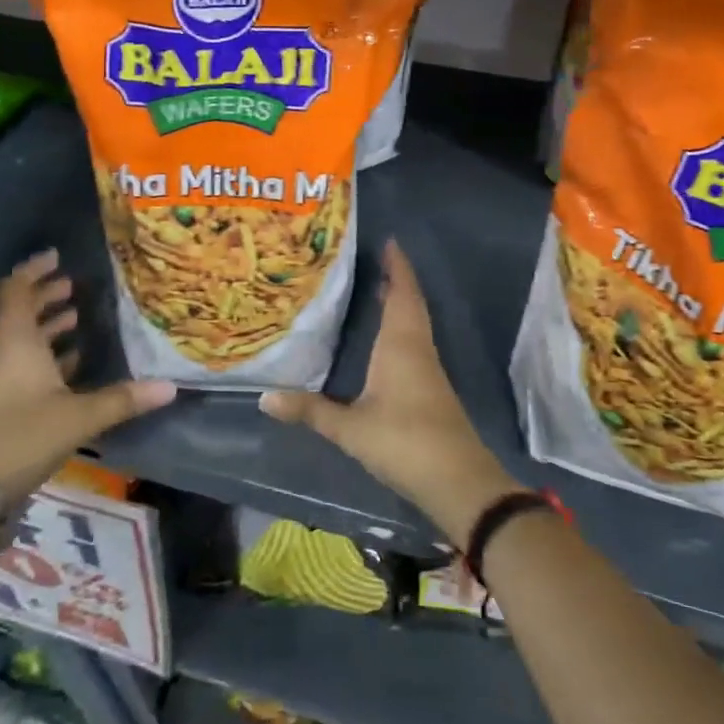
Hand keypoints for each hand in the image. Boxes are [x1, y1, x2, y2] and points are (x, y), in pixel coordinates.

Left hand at [0, 250, 174, 499]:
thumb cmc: (21, 437)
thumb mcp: (78, 416)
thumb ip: (123, 399)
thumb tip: (170, 386)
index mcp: (18, 344)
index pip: (16, 292)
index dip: (33, 271)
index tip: (56, 256)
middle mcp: (8, 356)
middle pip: (21, 314)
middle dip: (46, 296)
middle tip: (73, 285)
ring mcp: (5, 384)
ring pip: (26, 343)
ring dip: (49, 327)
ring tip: (78, 317)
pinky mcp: (8, 408)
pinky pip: (30, 369)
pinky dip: (51, 359)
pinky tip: (75, 366)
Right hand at [260, 241, 522, 545]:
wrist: (459, 481)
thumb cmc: (405, 442)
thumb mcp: (351, 429)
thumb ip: (310, 411)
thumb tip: (264, 397)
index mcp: (402, 345)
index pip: (402, 294)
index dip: (397, 267)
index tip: (390, 242)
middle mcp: (418, 348)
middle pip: (411, 304)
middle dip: (397, 280)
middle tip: (376, 261)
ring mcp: (429, 369)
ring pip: (416, 323)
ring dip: (401, 303)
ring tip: (379, 290)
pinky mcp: (432, 388)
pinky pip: (416, 342)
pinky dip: (403, 327)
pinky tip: (388, 338)